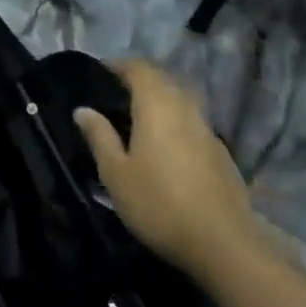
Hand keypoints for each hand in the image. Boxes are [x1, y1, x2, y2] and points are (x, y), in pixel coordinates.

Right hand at [75, 60, 254, 280]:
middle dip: (139, 79)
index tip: (100, 71)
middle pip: (162, 80)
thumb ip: (99, 137)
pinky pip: (191, 121)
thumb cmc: (158, 203)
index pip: (138, 68)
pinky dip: (174, 120)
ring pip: (179, 100)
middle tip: (115, 92)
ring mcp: (206, 129)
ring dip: (159, 99)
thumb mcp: (116, 173)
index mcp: (156, 104)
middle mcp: (184, 107)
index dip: (118, 65)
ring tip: (136, 116)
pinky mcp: (220, 152)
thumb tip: (83, 109)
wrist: (222, 241)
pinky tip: (165, 144)